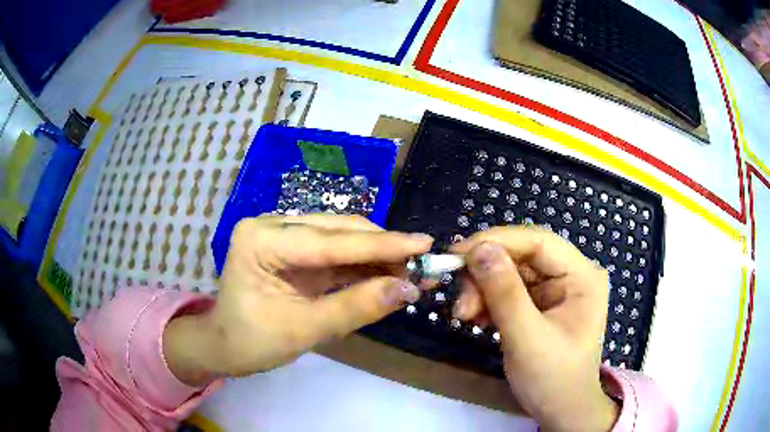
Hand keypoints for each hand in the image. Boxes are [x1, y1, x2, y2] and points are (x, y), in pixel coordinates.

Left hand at [164, 214, 432, 385]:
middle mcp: (273, 226)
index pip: (329, 240)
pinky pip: (336, 255)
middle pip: (338, 231)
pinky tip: (390, 274)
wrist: (225, 347)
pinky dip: (364, 267)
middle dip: (383, 249)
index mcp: (261, 239)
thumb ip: (354, 308)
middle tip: (425, 262)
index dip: (380, 245)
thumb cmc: (251, 342)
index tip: (423, 244)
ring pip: (342, 240)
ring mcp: (284, 236)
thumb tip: (408, 289)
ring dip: (378, 257)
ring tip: (414, 270)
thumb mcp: (303, 330)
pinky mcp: (296, 252)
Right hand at [451, 226, 618, 431]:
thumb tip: (479, 249)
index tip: (457, 254)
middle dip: (485, 276)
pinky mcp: (541, 304)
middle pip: (521, 257)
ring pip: (510, 273)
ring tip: (464, 316)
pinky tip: (476, 318)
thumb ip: (504, 293)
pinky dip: (488, 302)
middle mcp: (571, 275)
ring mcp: (556, 290)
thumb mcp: (527, 338)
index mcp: (582, 276)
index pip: (538, 241)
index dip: (497, 241)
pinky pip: (509, 291)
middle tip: (460, 302)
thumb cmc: (553, 378)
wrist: (560, 410)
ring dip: (482, 290)